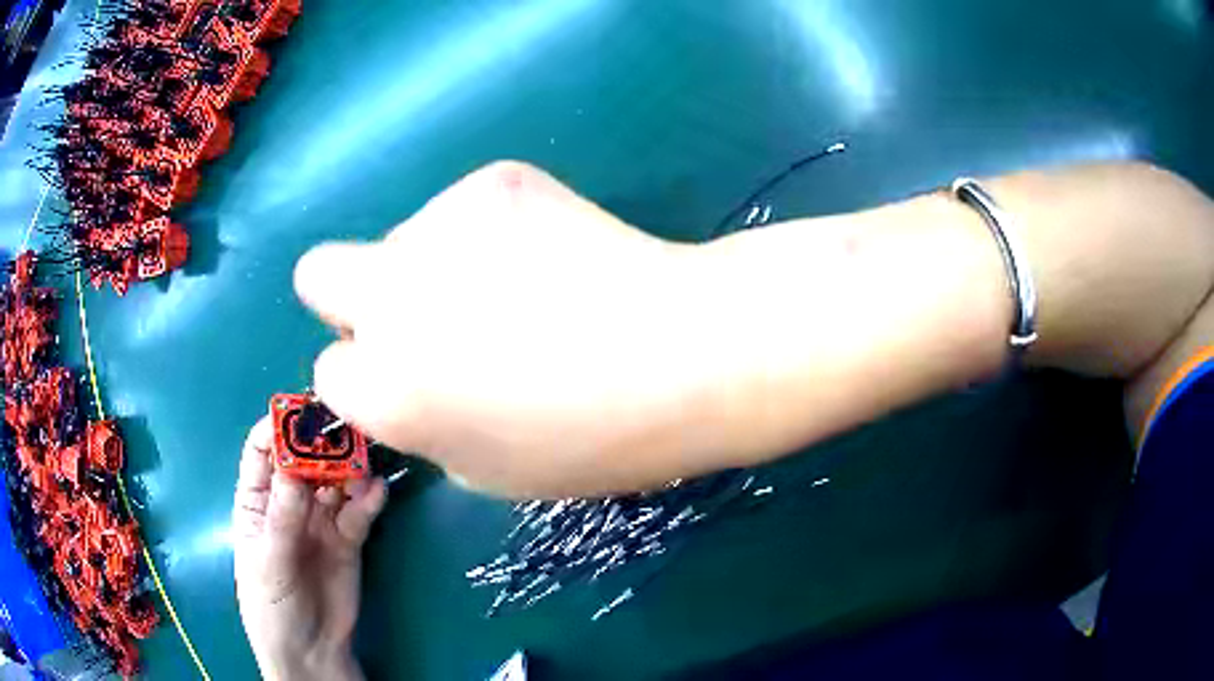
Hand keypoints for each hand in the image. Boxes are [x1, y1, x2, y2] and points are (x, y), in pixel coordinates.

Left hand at [233, 416, 386, 680]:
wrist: (311, 651)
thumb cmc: (272, 606)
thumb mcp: (268, 563)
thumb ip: (281, 517)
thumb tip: (294, 465)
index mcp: (256, 501)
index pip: (263, 451)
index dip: (278, 428)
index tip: (303, 414)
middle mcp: (288, 503)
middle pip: (304, 460)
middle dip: (321, 444)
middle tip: (345, 433)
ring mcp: (320, 520)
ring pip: (335, 481)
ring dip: (349, 469)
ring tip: (364, 463)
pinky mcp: (349, 540)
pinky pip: (358, 512)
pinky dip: (368, 499)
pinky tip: (377, 491)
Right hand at [294, 161, 734, 497]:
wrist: (684, 354)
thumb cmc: (594, 440)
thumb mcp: (487, 469)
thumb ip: (421, 422)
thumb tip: (407, 378)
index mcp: (387, 390)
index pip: (329, 371)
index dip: (367, 376)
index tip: (407, 376)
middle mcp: (389, 300)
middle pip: (318, 274)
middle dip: (349, 297)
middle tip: (418, 314)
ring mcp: (436, 227)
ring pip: (400, 239)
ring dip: (432, 264)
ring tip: (518, 288)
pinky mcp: (492, 181)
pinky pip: (459, 210)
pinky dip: (485, 232)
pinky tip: (547, 254)